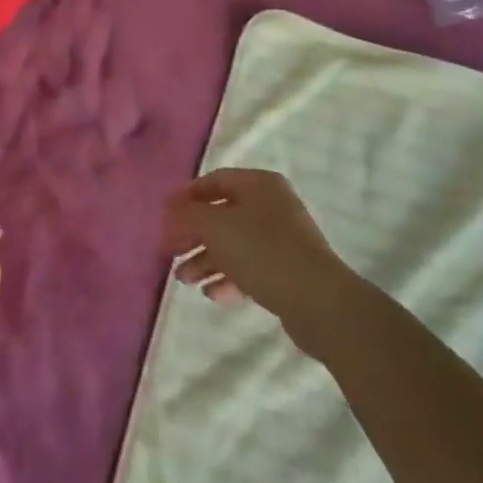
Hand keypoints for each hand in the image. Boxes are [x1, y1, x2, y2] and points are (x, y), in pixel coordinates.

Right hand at [164, 169, 350, 352]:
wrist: (318, 301)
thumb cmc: (262, 251)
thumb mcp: (216, 227)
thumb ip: (187, 216)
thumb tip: (170, 214)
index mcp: (259, 184)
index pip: (214, 181)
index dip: (186, 197)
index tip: (164, 217)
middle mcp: (271, 206)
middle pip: (221, 214)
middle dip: (193, 234)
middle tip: (170, 251)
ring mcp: (281, 240)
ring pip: (233, 244)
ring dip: (205, 259)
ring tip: (184, 279)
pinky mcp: (286, 271)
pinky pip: (249, 268)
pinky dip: (227, 277)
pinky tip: (211, 294)